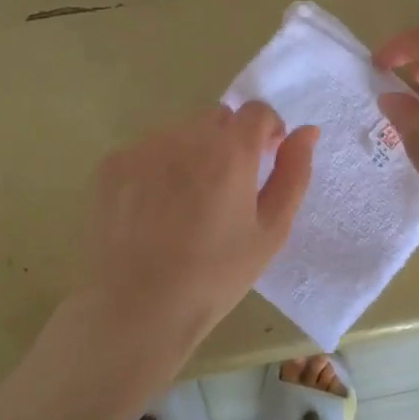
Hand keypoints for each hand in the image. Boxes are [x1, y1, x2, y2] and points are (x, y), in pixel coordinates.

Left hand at [64, 102, 317, 385]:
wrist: (139, 309)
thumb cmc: (216, 276)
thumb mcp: (271, 231)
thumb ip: (293, 173)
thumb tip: (306, 132)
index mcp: (230, 152)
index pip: (256, 110)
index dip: (266, 131)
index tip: (263, 161)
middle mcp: (185, 137)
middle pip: (217, 118)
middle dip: (229, 141)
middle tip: (225, 189)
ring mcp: (144, 148)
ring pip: (180, 132)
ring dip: (192, 152)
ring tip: (186, 204)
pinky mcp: (112, 164)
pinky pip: (147, 150)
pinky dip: (158, 167)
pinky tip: (154, 209)